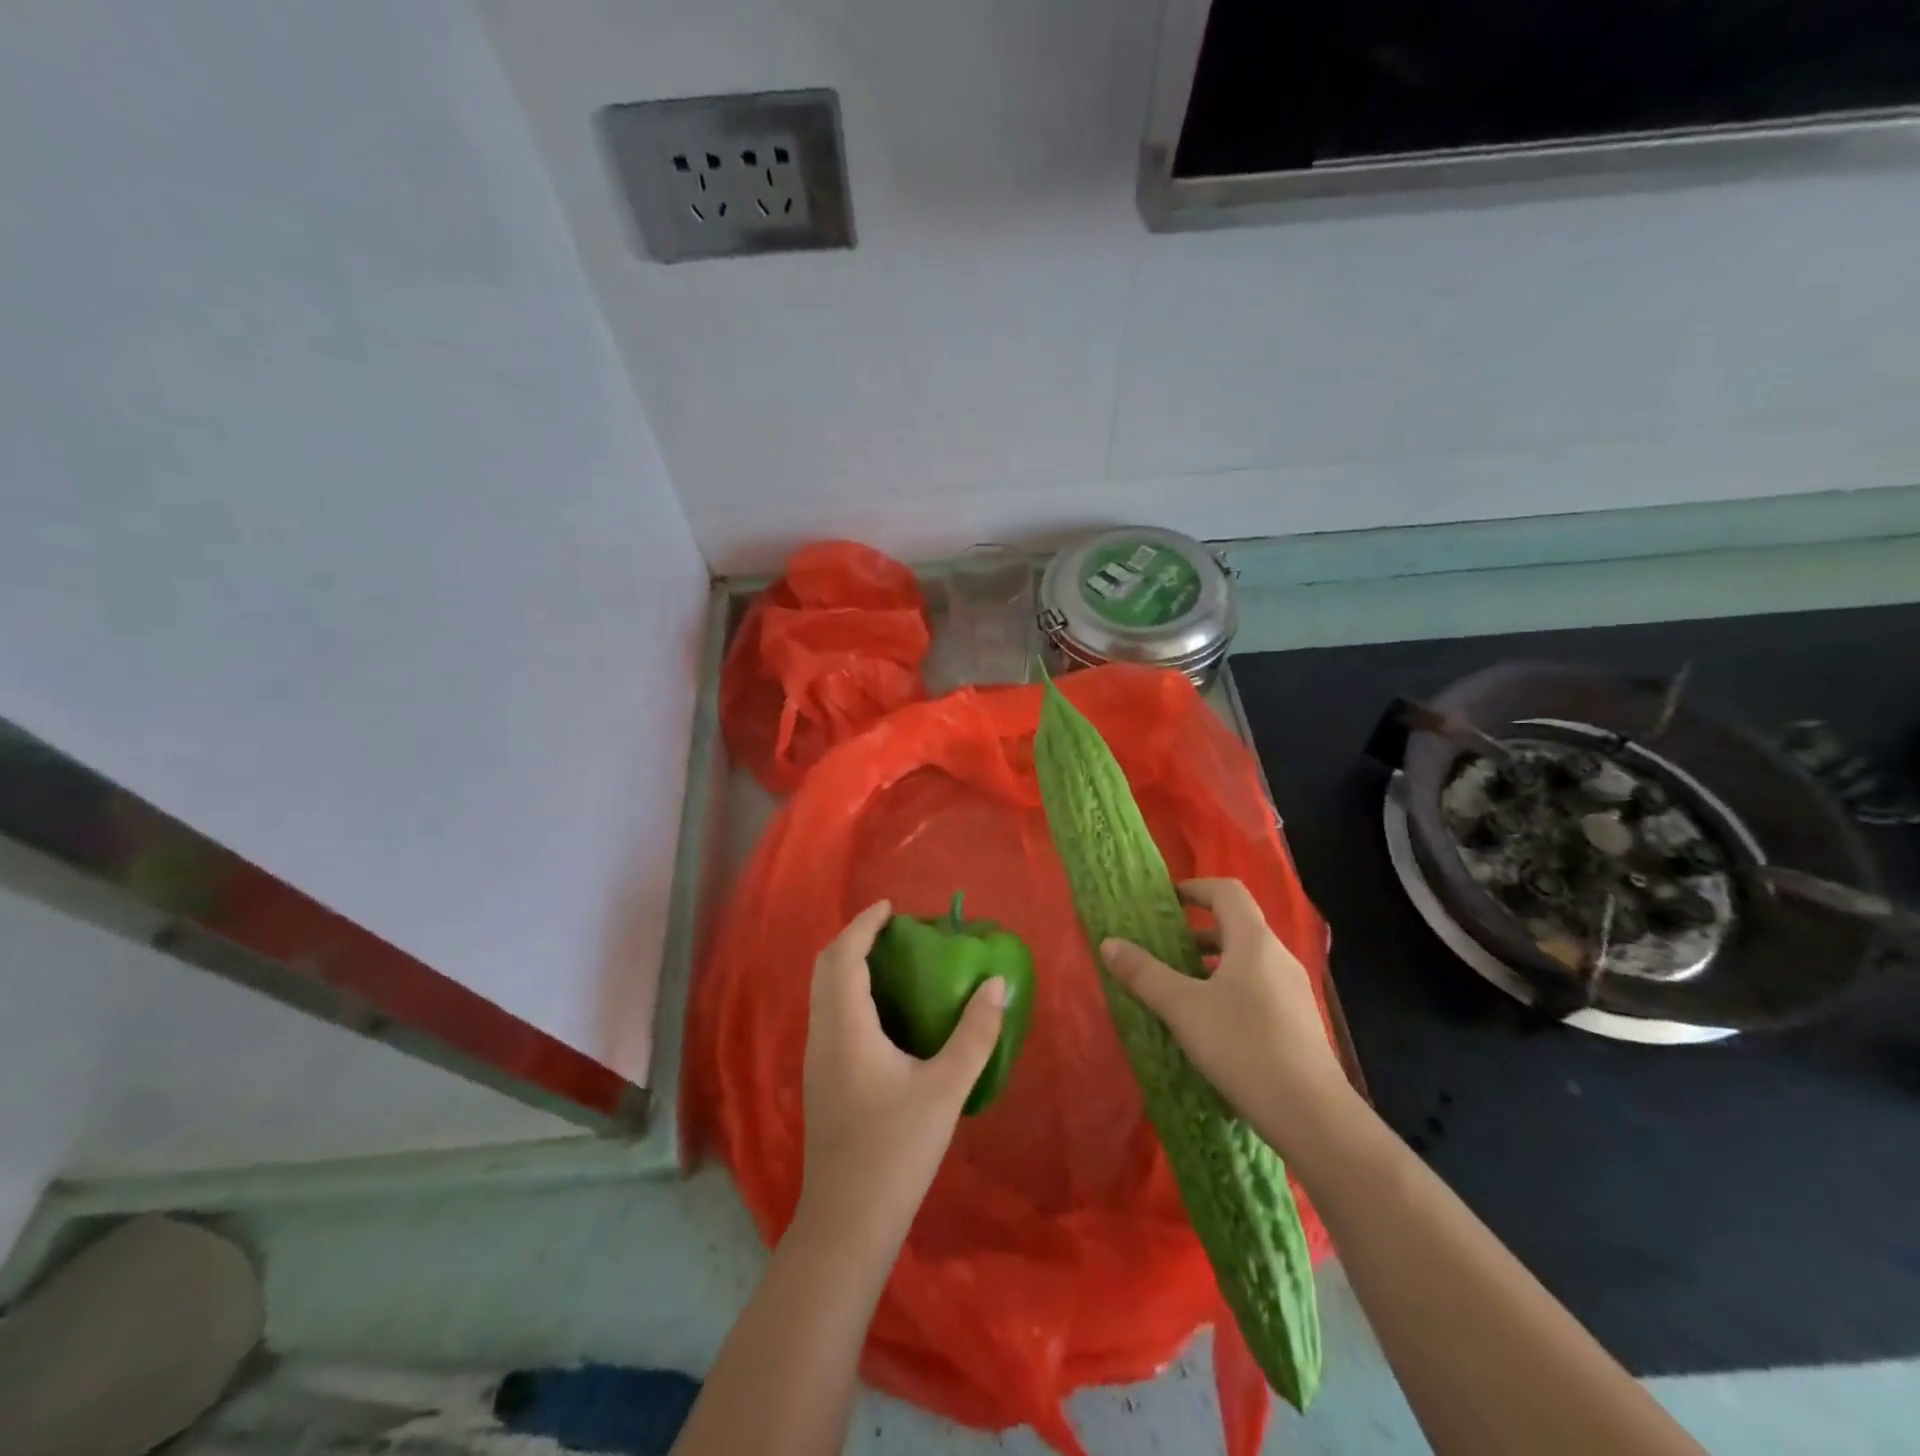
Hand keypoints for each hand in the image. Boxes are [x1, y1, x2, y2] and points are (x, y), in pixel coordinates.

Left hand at [797, 900, 1007, 1250]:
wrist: (846, 1223)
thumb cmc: (895, 1151)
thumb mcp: (945, 1089)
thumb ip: (974, 1034)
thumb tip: (996, 984)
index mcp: (846, 1028)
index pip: (844, 956)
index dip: (863, 925)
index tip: (890, 907)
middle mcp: (823, 1035)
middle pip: (825, 968)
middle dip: (854, 939)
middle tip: (893, 930)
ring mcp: (817, 1059)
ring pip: (823, 992)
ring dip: (850, 965)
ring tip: (892, 961)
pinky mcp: (821, 1080)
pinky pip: (829, 1014)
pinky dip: (849, 992)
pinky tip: (883, 1011)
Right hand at [1101, 878, 1349, 1158]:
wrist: (1313, 1117)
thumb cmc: (1243, 1047)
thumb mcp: (1182, 1008)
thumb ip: (1144, 973)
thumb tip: (1108, 942)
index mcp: (1253, 941)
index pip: (1226, 891)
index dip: (1194, 888)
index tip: (1164, 901)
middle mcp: (1277, 957)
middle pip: (1235, 926)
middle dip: (1195, 933)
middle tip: (1160, 949)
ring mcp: (1292, 991)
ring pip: (1245, 961)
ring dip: (1210, 965)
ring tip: (1177, 990)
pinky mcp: (1297, 1023)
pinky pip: (1256, 989)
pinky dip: (1227, 990)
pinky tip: (1207, 1026)